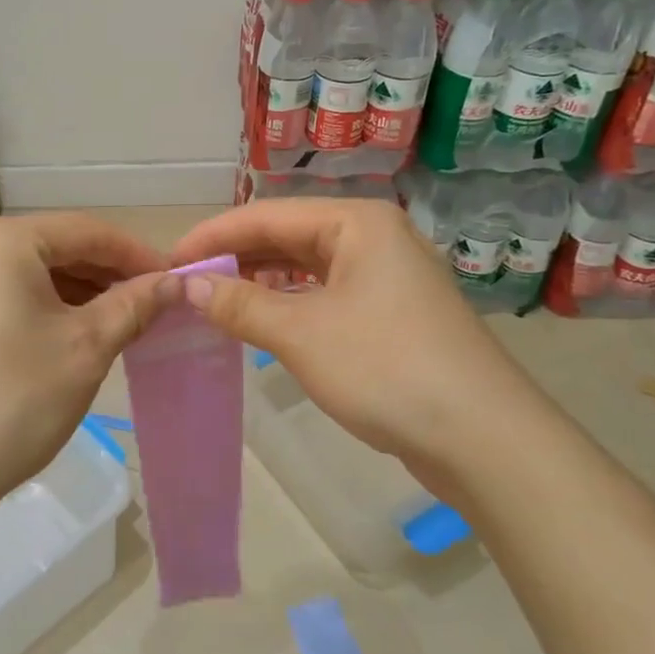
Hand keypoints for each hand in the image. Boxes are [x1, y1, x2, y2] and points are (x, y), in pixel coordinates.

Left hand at [0, 214, 177, 515]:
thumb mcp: (86, 348)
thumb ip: (133, 305)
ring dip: (72, 291)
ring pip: (24, 272)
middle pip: (51, 247)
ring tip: (114, 321)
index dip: (135, 253)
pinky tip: (65, 334)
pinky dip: (37, 306)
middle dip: (103, 273)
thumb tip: (172, 284)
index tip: (173, 280)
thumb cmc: (13, 400)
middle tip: (147, 304)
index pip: (85, 231)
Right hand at [170, 198, 555, 495]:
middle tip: (188, 284)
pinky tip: (265, 320)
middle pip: (287, 236)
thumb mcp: (300, 333)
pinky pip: (327, 293)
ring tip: (216, 300)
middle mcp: (374, 237)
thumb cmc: (386, 368)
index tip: (170, 262)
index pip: (266, 214)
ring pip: (307, 266)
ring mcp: (388, 276)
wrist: (484, 439)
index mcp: (356, 222)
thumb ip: (240, 304)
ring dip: (261, 281)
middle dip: (236, 257)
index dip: (213, 236)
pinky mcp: (394, 313)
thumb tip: (189, 286)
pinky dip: (291, 303)